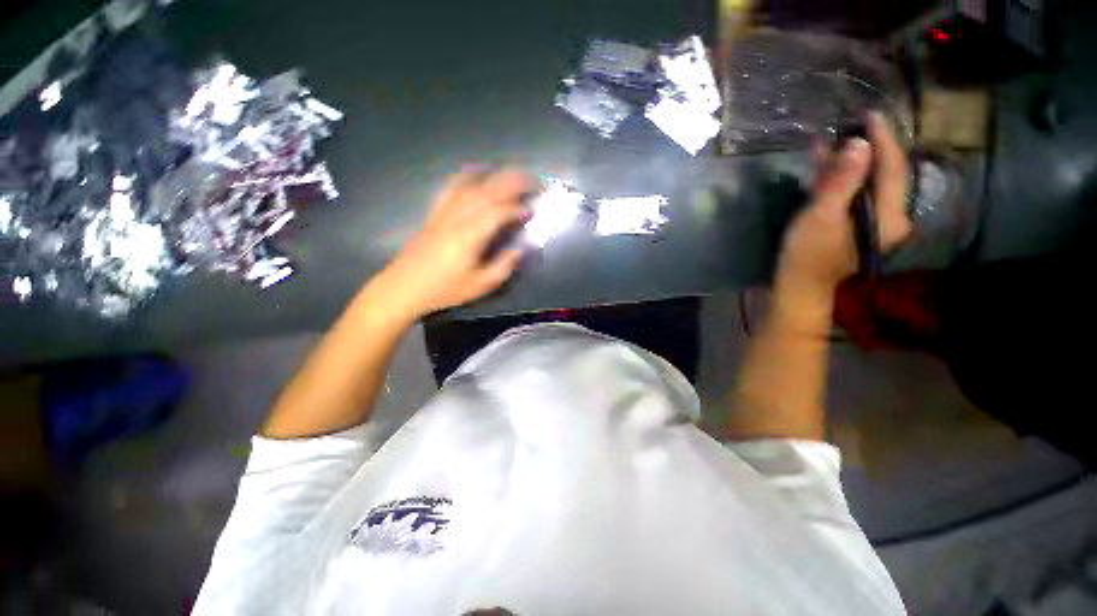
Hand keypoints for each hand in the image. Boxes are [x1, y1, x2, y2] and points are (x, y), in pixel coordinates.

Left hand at [376, 167, 532, 320]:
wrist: (404, 287)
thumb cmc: (444, 289)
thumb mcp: (480, 285)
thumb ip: (504, 266)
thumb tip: (522, 250)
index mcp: (471, 235)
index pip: (499, 212)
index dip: (518, 209)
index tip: (532, 210)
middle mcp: (458, 217)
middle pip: (488, 191)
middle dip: (513, 182)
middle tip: (534, 181)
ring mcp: (445, 211)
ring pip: (473, 185)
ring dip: (496, 176)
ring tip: (513, 174)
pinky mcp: (436, 212)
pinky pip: (453, 186)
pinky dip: (468, 175)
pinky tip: (477, 170)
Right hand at [778, 112, 912, 296]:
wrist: (797, 285)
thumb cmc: (807, 255)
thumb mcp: (821, 216)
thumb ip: (842, 181)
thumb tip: (859, 143)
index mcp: (889, 217)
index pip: (892, 169)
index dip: (882, 141)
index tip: (870, 115)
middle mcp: (888, 216)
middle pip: (882, 174)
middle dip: (865, 148)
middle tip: (848, 124)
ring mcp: (871, 220)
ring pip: (866, 182)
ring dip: (848, 162)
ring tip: (830, 139)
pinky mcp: (853, 223)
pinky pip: (852, 193)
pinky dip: (838, 178)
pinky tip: (822, 164)